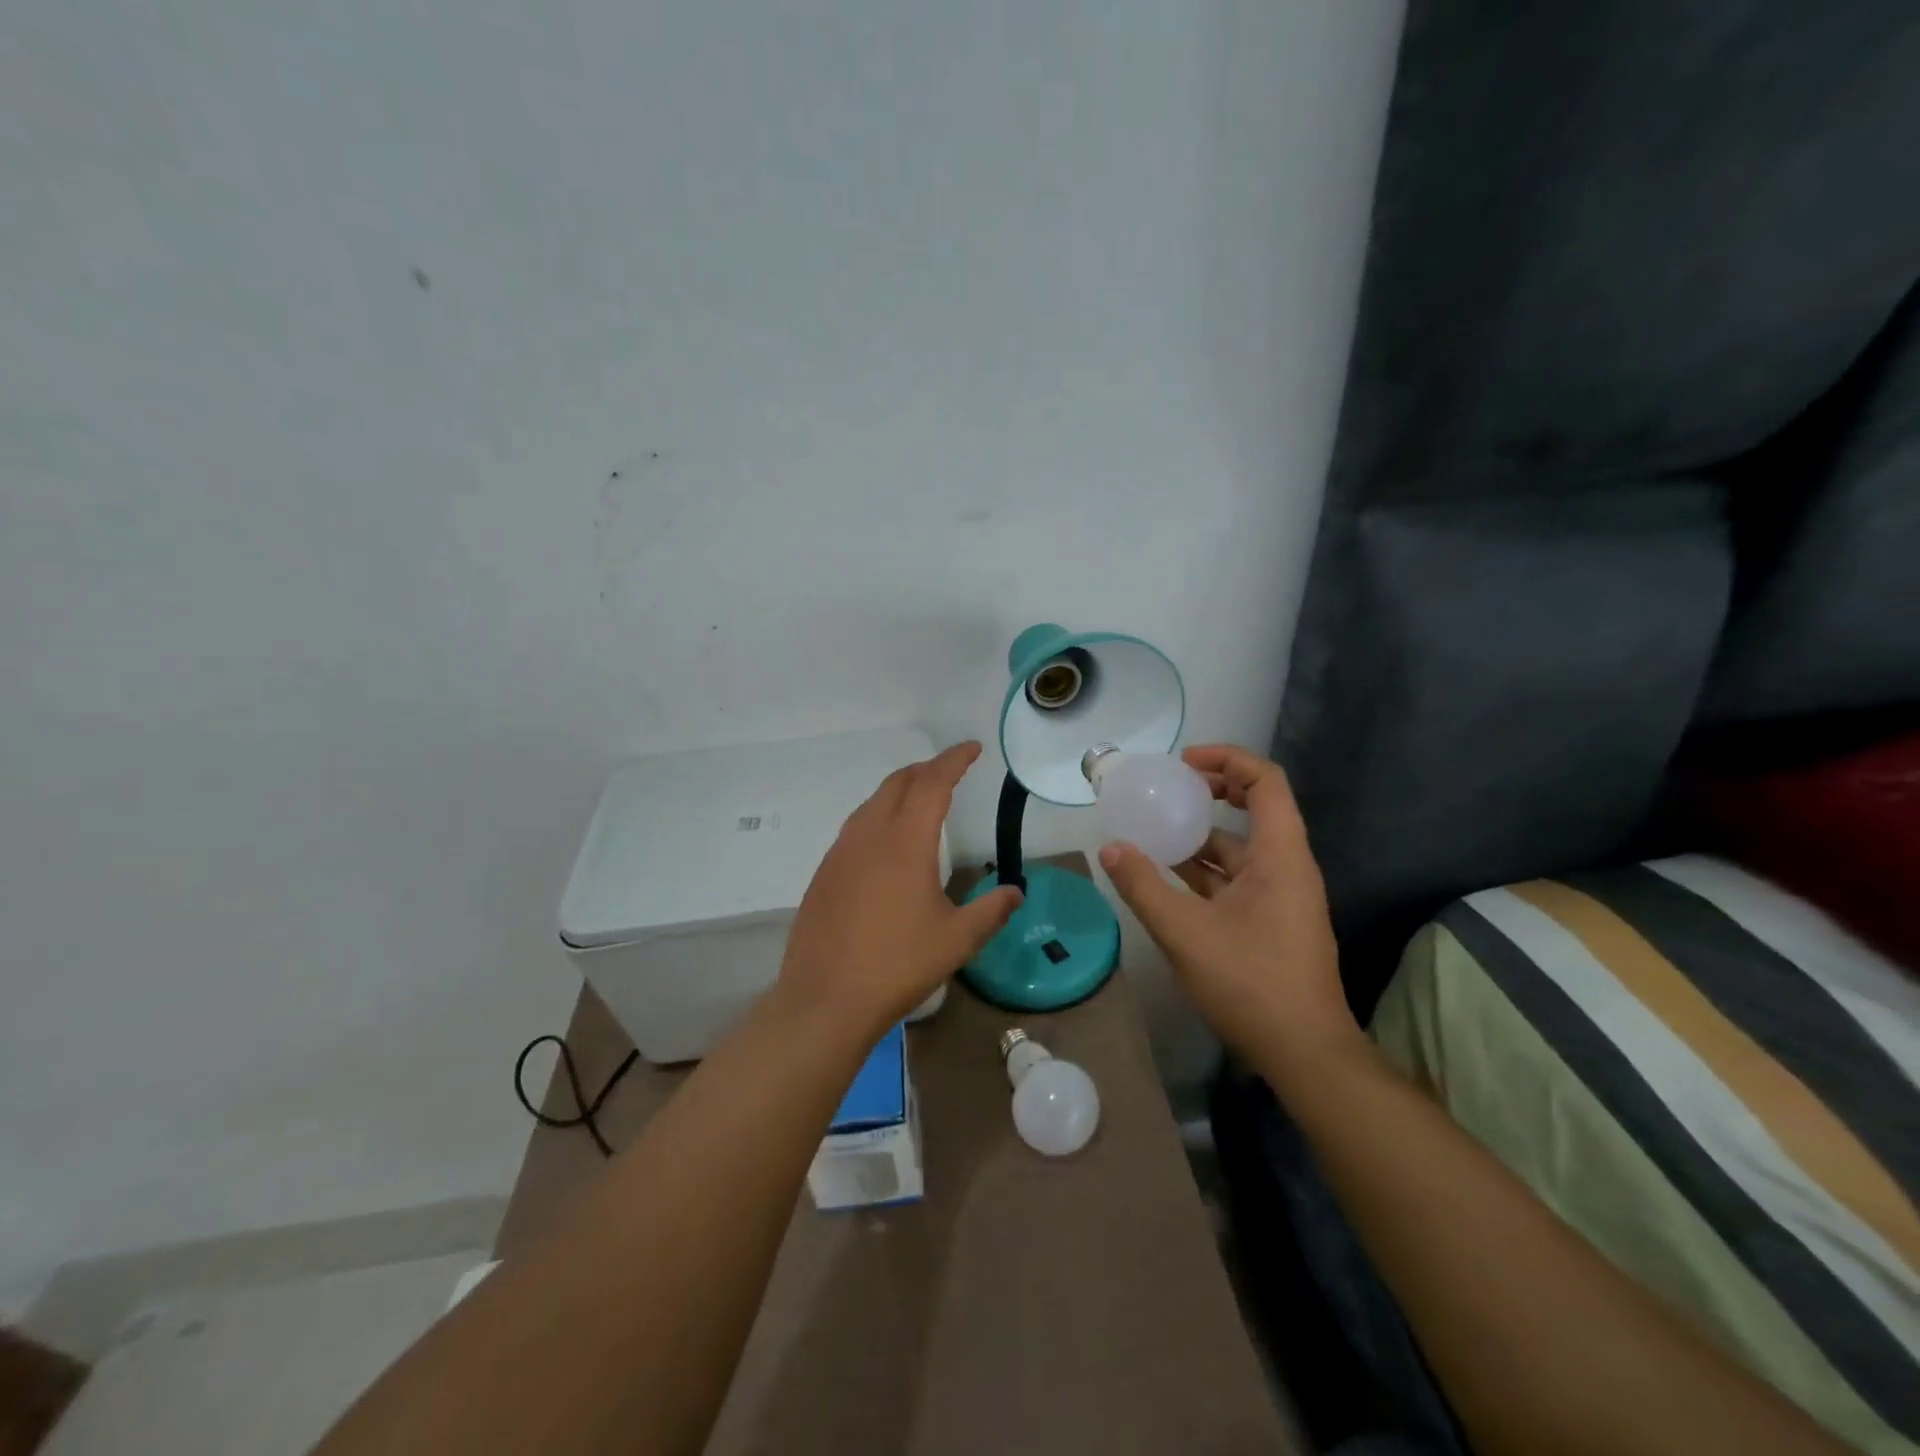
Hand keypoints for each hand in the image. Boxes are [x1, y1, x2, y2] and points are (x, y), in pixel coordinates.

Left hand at [778, 741, 1022, 1034]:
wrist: (825, 999)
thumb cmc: (898, 965)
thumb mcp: (957, 939)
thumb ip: (991, 910)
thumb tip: (1015, 892)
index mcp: (906, 842)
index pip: (933, 783)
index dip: (954, 760)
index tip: (972, 749)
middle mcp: (869, 835)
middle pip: (898, 783)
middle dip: (926, 770)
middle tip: (950, 772)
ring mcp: (840, 853)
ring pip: (872, 804)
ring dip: (899, 791)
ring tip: (920, 801)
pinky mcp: (824, 874)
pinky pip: (855, 828)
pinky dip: (878, 817)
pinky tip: (886, 845)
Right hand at [1098, 744, 1357, 1066]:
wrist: (1304, 1053)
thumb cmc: (1251, 983)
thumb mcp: (1185, 932)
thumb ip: (1144, 886)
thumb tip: (1110, 848)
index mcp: (1280, 857)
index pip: (1265, 782)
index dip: (1227, 759)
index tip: (1184, 764)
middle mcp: (1286, 867)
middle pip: (1256, 808)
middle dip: (1213, 791)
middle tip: (1168, 790)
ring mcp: (1281, 897)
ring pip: (1240, 849)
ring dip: (1201, 836)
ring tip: (1155, 831)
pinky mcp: (1270, 922)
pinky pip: (1235, 879)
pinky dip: (1204, 871)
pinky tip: (1167, 878)